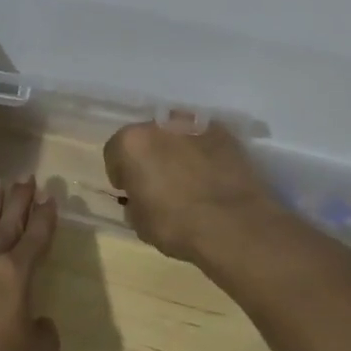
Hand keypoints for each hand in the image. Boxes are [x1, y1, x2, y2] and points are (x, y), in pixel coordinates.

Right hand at [103, 121, 286, 267]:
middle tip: (159, 183)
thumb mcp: (140, 223)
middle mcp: (160, 124)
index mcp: (132, 143)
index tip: (129, 191)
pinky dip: (203, 153)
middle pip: (146, 137)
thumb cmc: (177, 225)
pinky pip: (203, 140)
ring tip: (188, 178)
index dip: (120, 173)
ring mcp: (195, 125)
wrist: (235, 224)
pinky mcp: (224, 133)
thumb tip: (141, 198)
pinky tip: (211, 176)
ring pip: (176, 135)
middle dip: (149, 156)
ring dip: (176, 151)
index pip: (114, 152)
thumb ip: (134, 202)